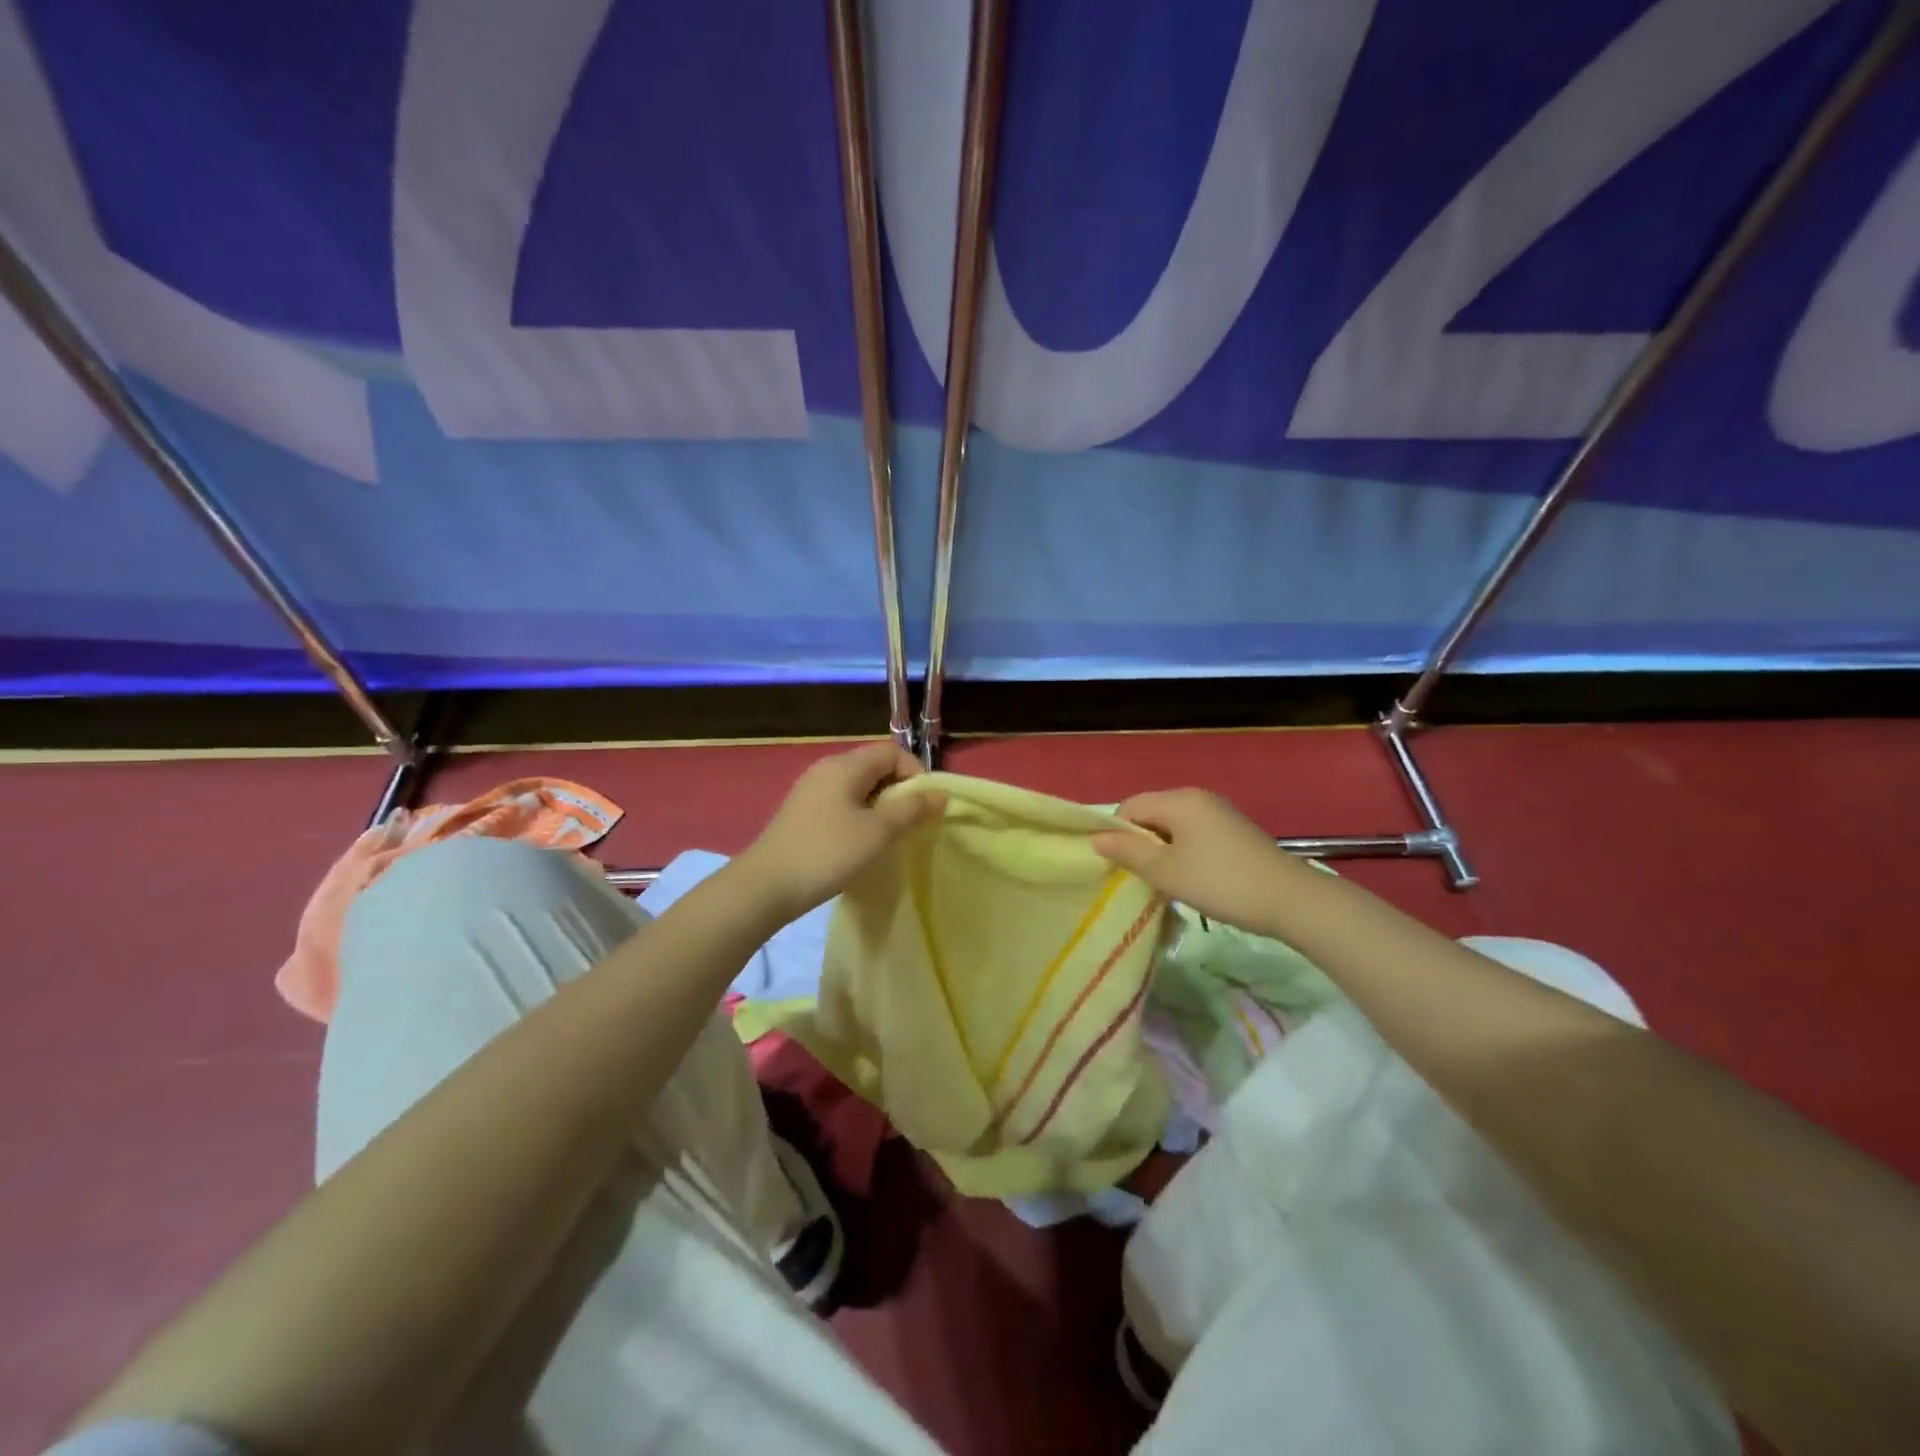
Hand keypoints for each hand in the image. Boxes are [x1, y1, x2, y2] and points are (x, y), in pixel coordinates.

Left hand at [737, 742, 944, 919]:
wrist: (766, 886)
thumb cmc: (828, 853)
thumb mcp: (878, 832)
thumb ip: (912, 809)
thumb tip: (940, 793)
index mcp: (845, 765)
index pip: (892, 752)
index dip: (915, 774)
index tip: (922, 808)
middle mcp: (827, 768)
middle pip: (875, 766)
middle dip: (899, 792)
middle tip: (908, 825)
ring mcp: (811, 790)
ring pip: (859, 787)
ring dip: (880, 806)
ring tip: (886, 837)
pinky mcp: (802, 812)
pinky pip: (842, 802)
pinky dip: (859, 816)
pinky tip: (858, 844)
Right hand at [1091, 789, 1292, 933]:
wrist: (1290, 900)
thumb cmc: (1220, 882)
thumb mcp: (1166, 872)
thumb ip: (1128, 852)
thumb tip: (1096, 839)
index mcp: (1178, 800)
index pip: (1130, 807)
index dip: (1117, 834)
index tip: (1119, 867)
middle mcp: (1197, 797)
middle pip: (1151, 813)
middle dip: (1139, 843)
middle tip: (1140, 877)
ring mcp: (1219, 812)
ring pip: (1172, 826)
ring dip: (1161, 850)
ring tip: (1165, 882)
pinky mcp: (1234, 830)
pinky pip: (1193, 833)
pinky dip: (1183, 852)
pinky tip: (1191, 878)